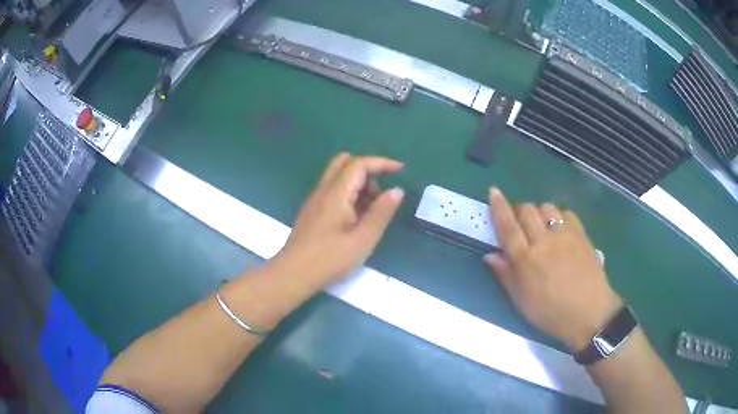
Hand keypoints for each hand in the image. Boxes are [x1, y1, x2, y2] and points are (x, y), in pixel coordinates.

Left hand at [271, 153, 404, 292]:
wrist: (293, 274)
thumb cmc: (330, 259)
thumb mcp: (363, 239)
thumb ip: (381, 213)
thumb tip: (396, 190)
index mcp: (336, 193)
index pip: (359, 163)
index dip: (381, 162)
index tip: (400, 169)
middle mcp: (323, 190)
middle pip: (345, 162)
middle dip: (368, 170)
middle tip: (380, 194)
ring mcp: (315, 200)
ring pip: (338, 177)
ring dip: (358, 184)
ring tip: (371, 213)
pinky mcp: (312, 211)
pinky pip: (333, 190)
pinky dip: (348, 194)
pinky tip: (355, 219)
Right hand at [484, 188, 622, 350]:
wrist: (589, 313)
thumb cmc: (551, 312)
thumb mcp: (522, 302)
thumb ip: (506, 275)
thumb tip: (490, 255)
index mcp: (526, 260)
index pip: (508, 227)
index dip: (499, 207)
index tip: (494, 191)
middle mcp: (544, 241)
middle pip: (527, 210)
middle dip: (519, 211)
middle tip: (521, 226)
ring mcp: (565, 235)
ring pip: (546, 207)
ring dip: (539, 213)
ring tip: (542, 228)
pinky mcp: (581, 234)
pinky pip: (566, 212)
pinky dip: (559, 216)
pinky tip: (560, 230)